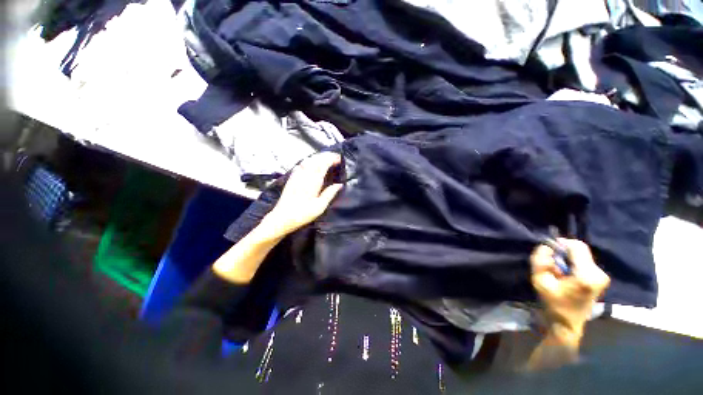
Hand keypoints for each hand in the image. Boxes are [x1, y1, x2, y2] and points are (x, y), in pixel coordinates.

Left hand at [261, 152, 343, 238]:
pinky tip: (312, 163)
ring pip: (308, 160)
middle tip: (335, 157)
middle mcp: (305, 175)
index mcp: (313, 182)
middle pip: (316, 159)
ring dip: (318, 157)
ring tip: (326, 158)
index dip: (332, 159)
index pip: (323, 164)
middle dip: (326, 156)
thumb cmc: (302, 214)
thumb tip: (339, 185)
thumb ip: (329, 194)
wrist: (282, 217)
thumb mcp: (319, 207)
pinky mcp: (292, 178)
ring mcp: (297, 175)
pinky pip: (301, 164)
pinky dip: (309, 161)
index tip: (339, 159)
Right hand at [530, 239, 610, 338]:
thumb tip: (545, 246)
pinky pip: (584, 262)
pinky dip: (572, 264)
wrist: (567, 324)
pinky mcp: (600, 279)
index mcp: (587, 275)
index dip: (561, 243)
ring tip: (558, 272)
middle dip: (563, 253)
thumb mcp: (540, 281)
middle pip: (580, 250)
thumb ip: (540, 261)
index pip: (577, 247)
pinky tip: (566, 275)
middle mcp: (599, 273)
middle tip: (552, 264)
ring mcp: (602, 276)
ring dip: (567, 259)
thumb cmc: (553, 303)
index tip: (549, 250)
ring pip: (582, 255)